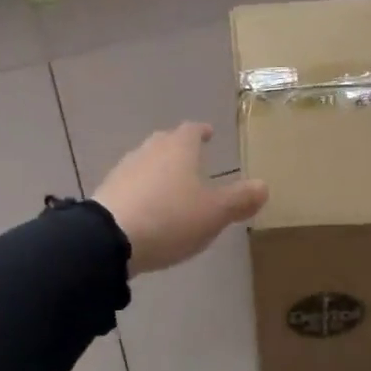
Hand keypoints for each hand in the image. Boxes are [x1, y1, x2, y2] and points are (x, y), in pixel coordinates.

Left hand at [94, 123, 268, 275]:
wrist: (109, 239)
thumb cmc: (170, 218)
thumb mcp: (214, 213)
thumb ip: (239, 199)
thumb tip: (264, 186)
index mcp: (178, 148)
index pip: (192, 130)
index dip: (201, 131)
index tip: (208, 133)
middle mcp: (149, 151)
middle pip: (166, 142)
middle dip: (179, 149)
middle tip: (192, 158)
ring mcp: (124, 170)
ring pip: (147, 162)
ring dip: (159, 171)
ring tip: (171, 186)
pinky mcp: (107, 193)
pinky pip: (131, 185)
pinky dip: (143, 191)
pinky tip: (147, 208)